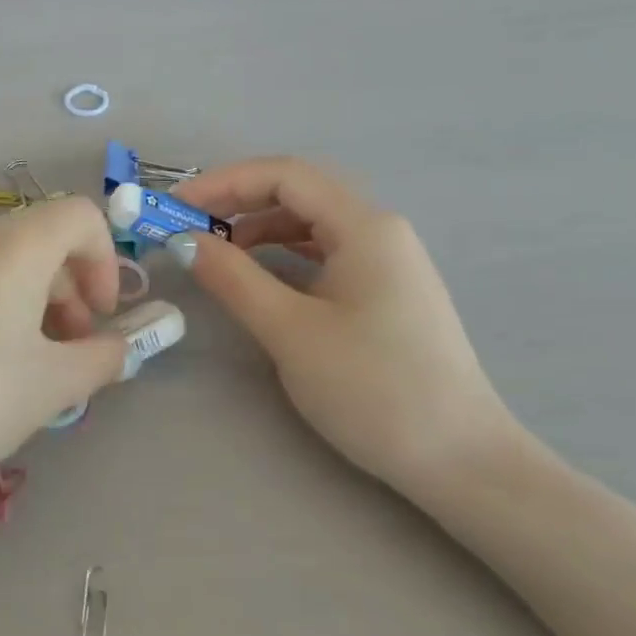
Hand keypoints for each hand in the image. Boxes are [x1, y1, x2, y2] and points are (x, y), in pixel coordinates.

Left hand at [0, 195, 131, 529]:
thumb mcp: (48, 388)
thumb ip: (99, 360)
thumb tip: (120, 347)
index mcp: (13, 247)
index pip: (79, 215)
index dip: (106, 261)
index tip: (99, 319)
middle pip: (35, 242)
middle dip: (67, 291)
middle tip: (65, 353)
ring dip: (23, 307)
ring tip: (15, 373)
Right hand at [171, 158, 515, 489]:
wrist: (460, 460)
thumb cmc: (373, 389)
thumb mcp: (290, 331)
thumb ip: (233, 279)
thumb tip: (184, 242)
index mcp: (364, 226)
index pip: (284, 175)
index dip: (223, 182)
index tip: (175, 207)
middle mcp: (379, 231)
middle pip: (298, 193)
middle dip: (237, 202)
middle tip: (186, 227)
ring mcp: (388, 262)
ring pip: (311, 224)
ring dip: (258, 228)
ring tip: (214, 251)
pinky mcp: (386, 293)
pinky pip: (324, 254)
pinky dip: (283, 254)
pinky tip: (259, 275)